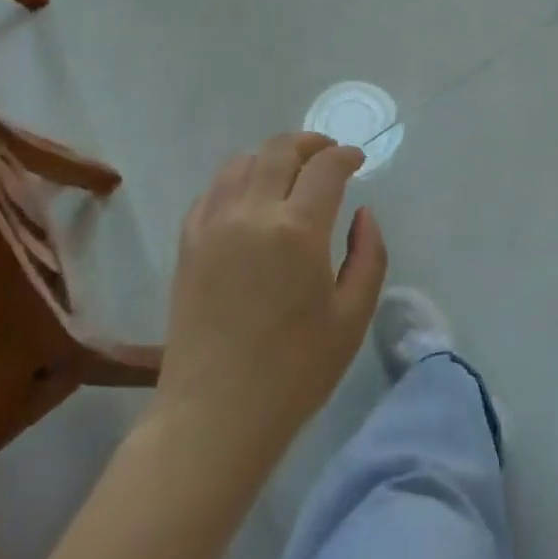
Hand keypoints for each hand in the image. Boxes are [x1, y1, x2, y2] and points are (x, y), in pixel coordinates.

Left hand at [154, 133, 387, 468]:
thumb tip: (363, 213)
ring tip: (288, 171)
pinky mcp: (188, 242)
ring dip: (271, 156)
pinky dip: (236, 180)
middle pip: (280, 149)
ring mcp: (214, 224)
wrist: (215, 415)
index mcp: (298, 229)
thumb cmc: (294, 372)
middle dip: (310, 143)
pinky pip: (212, 190)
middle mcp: (253, 213)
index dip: (346, 155)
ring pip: (242, 161)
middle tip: (327, 154)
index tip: (357, 160)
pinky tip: (249, 199)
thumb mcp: (352, 318)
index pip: (325, 167)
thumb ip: (369, 255)